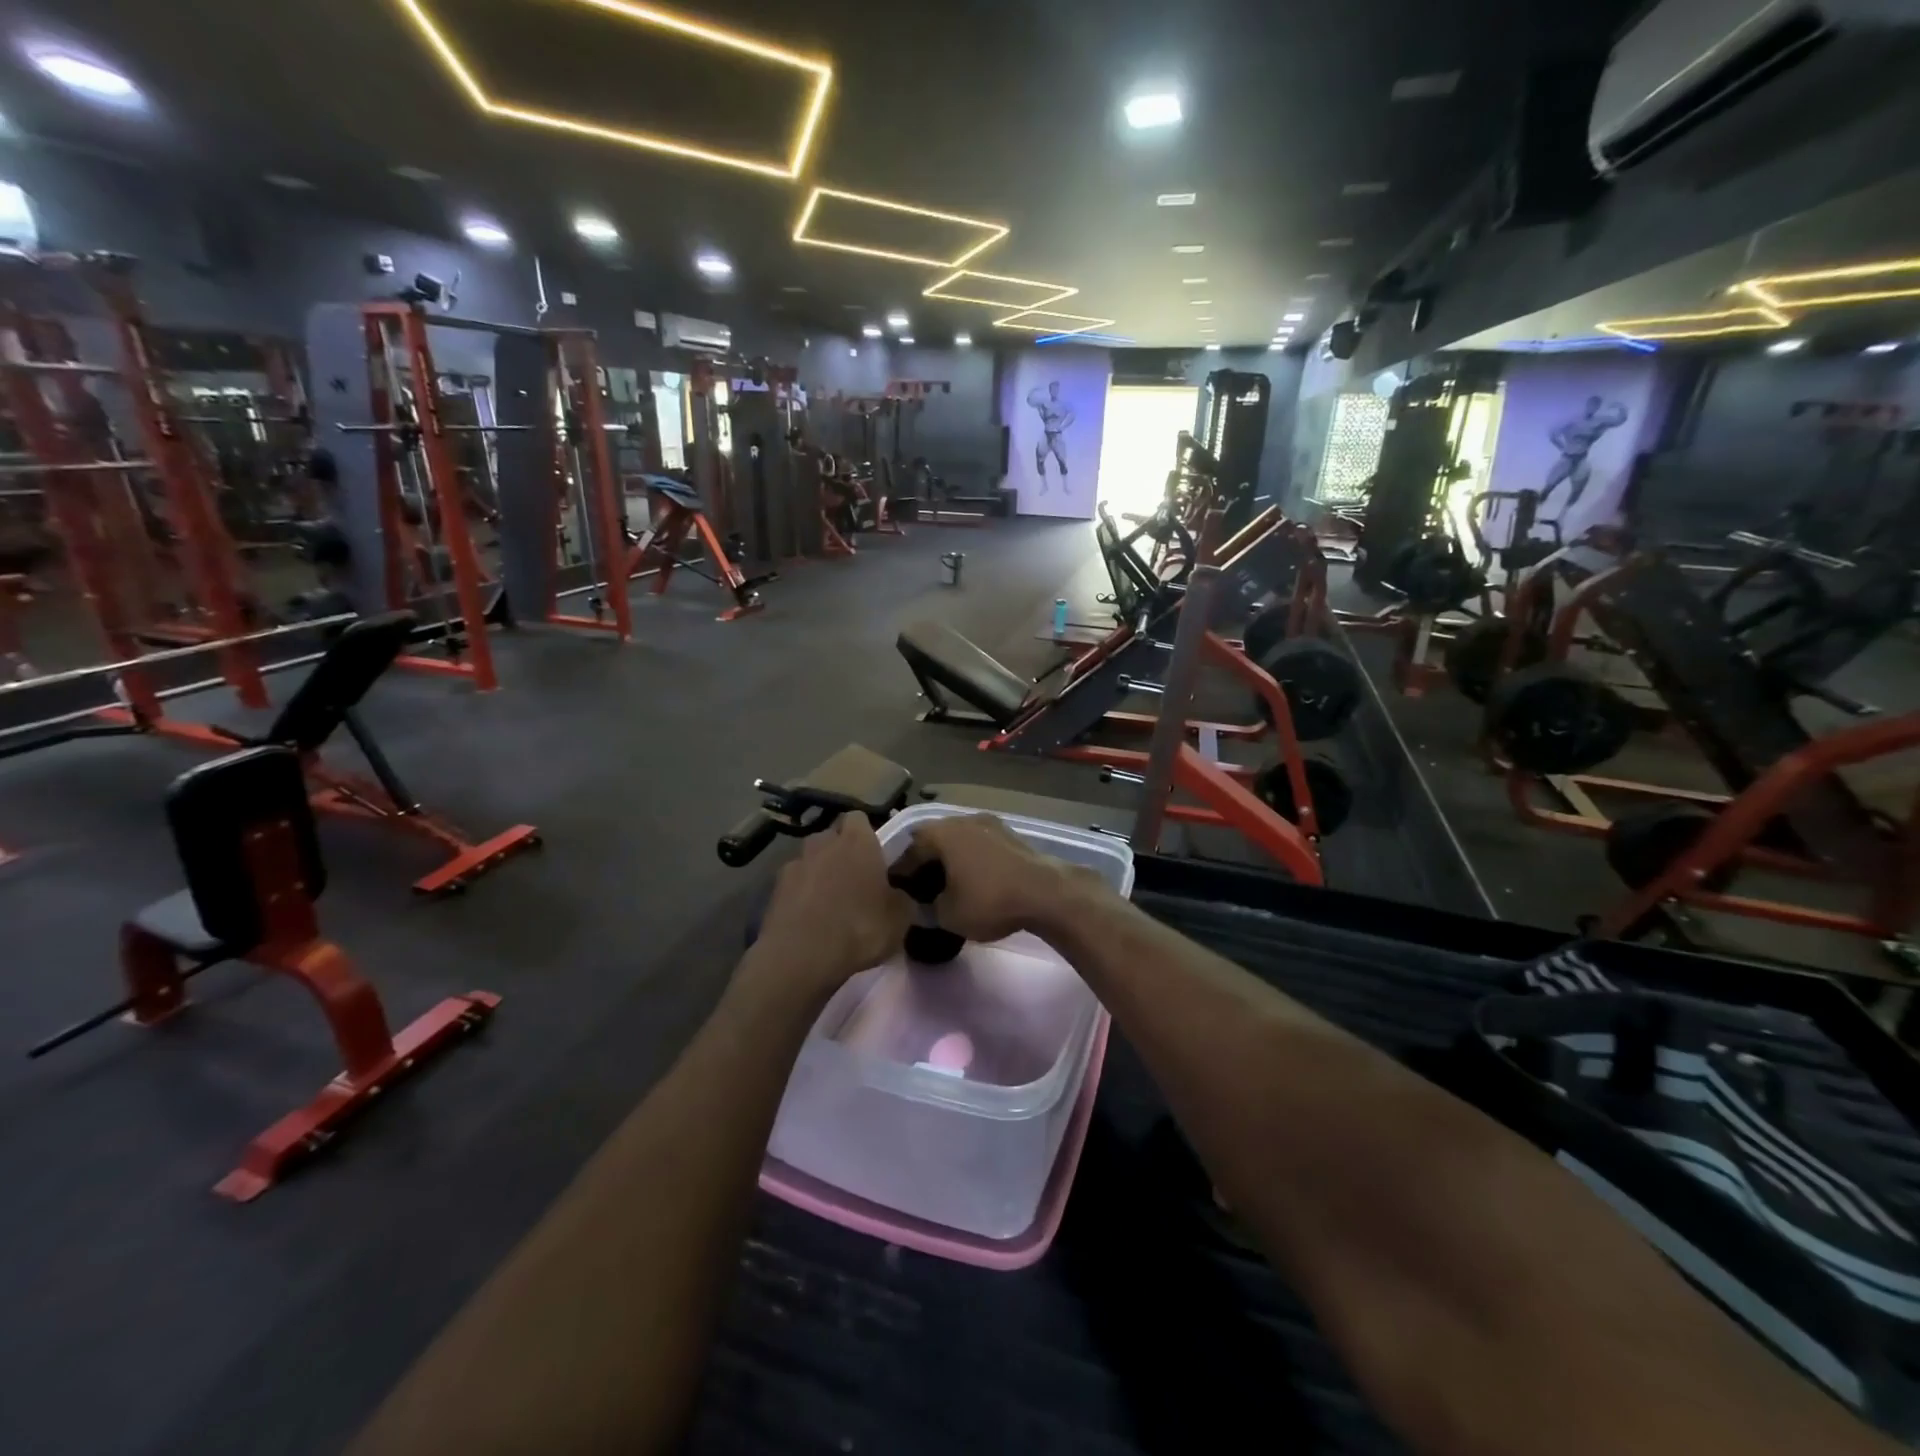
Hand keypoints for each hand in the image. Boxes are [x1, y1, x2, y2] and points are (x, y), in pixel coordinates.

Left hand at [751, 815, 910, 997]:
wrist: (799, 958)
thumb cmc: (858, 929)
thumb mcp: (899, 919)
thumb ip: (903, 899)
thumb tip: (899, 895)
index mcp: (857, 841)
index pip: (859, 819)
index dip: (867, 834)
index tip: (876, 856)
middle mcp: (823, 843)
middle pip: (832, 837)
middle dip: (841, 852)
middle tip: (855, 879)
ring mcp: (794, 864)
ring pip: (811, 860)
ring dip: (819, 873)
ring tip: (829, 902)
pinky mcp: (774, 890)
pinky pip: (794, 884)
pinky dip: (801, 895)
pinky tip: (809, 919)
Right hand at [900, 814, 1108, 942]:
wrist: (1046, 892)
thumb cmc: (989, 900)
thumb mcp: (948, 915)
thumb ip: (926, 910)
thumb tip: (919, 908)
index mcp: (940, 833)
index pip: (909, 852)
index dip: (901, 875)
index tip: (898, 895)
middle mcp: (961, 819)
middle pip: (933, 840)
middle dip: (925, 863)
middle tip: (921, 889)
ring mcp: (989, 823)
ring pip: (958, 840)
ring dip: (950, 859)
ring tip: (947, 885)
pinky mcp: (1010, 834)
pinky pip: (979, 845)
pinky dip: (971, 860)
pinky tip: (974, 880)